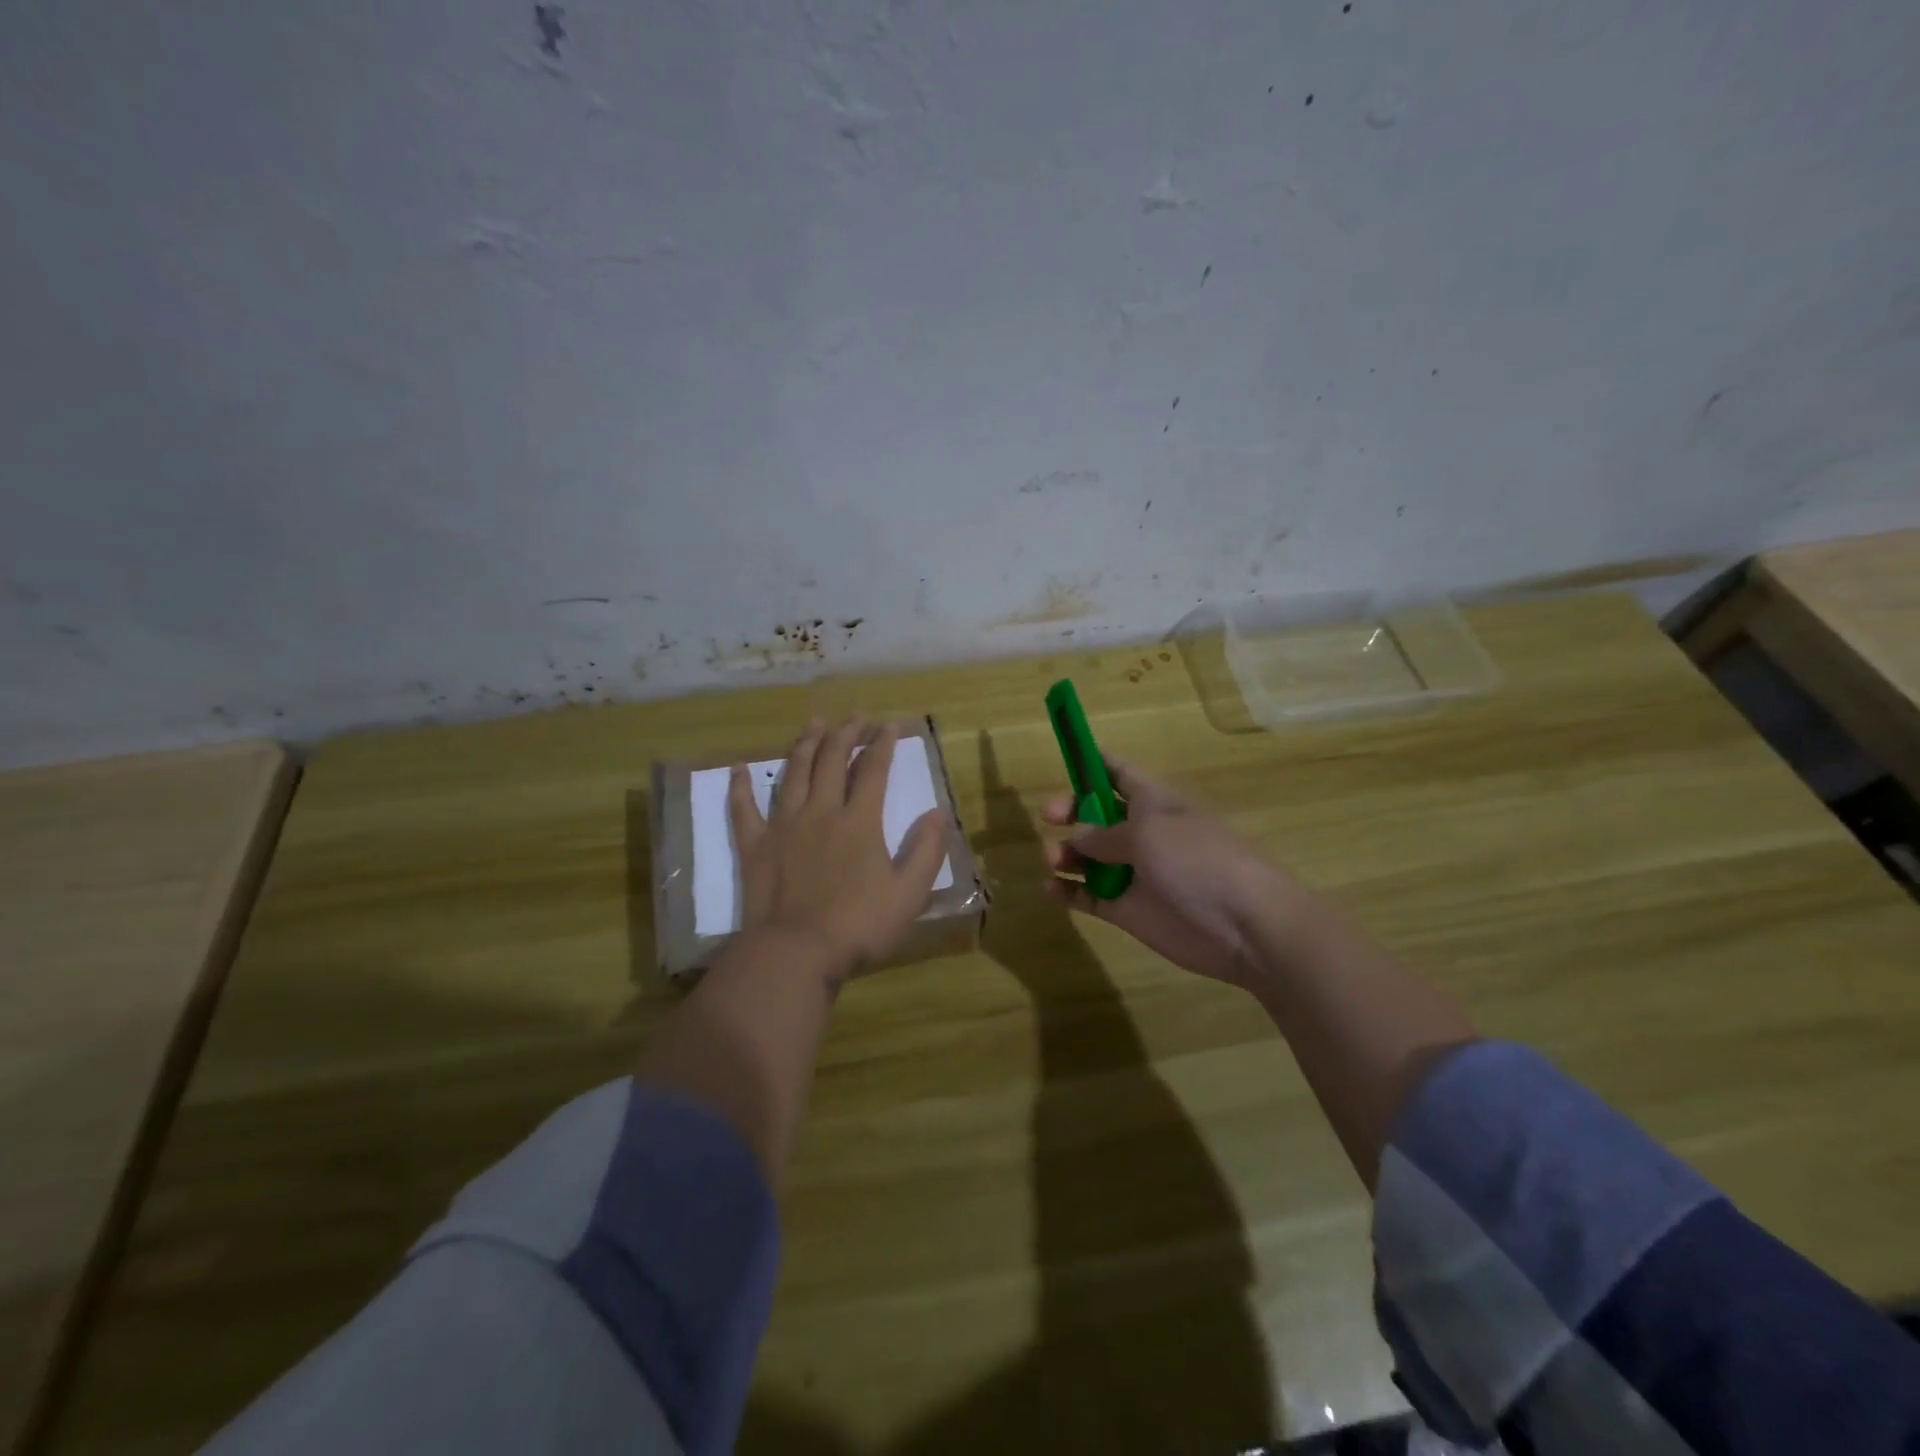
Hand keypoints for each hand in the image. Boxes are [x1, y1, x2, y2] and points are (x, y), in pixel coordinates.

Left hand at [729, 717, 949, 982]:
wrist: (795, 952)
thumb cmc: (858, 926)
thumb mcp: (908, 894)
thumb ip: (926, 851)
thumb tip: (939, 813)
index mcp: (859, 822)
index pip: (873, 771)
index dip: (883, 745)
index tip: (889, 726)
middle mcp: (821, 812)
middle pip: (832, 761)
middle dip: (845, 734)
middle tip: (855, 717)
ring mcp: (784, 826)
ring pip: (794, 773)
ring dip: (805, 744)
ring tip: (814, 723)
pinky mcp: (755, 846)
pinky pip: (744, 809)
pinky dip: (741, 786)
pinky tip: (739, 767)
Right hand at [1044, 759, 1307, 988]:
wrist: (1245, 925)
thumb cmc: (1199, 860)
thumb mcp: (1148, 833)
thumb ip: (1104, 834)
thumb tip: (1076, 838)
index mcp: (1152, 802)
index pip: (1119, 772)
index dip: (1092, 762)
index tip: (1064, 756)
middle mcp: (1141, 833)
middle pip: (1095, 814)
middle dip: (1070, 810)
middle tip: (1049, 816)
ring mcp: (1133, 873)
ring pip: (1087, 856)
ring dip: (1064, 853)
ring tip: (1053, 860)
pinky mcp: (1128, 910)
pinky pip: (1089, 896)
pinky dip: (1068, 891)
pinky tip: (1051, 889)